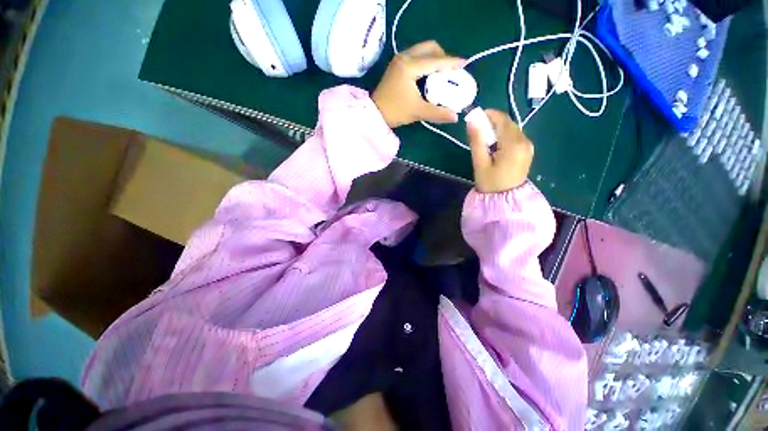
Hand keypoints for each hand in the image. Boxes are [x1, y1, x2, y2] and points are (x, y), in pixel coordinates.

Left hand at [372, 41, 464, 127]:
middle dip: (443, 57)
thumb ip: (438, 113)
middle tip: (450, 71)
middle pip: (430, 48)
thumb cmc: (395, 112)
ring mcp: (399, 59)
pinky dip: (426, 61)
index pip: (436, 61)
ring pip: (422, 50)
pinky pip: (416, 55)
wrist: (375, 114)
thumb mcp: (418, 112)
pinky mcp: (397, 64)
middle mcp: (404, 57)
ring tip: (441, 73)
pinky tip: (429, 74)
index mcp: (410, 66)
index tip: (465, 64)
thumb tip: (456, 116)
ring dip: (434, 58)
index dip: (452, 62)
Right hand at [468, 110, 533, 193]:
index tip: (476, 116)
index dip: (489, 114)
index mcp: (513, 144)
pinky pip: (515, 137)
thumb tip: (471, 121)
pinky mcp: (527, 151)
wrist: (505, 200)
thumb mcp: (480, 162)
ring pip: (512, 129)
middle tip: (478, 130)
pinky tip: (495, 146)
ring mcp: (528, 146)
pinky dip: (504, 136)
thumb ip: (476, 141)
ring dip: (498, 129)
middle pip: (508, 123)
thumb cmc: (490, 183)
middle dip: (493, 122)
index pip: (502, 120)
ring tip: (485, 139)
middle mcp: (525, 141)